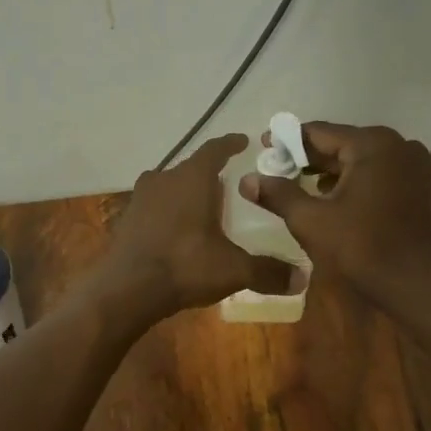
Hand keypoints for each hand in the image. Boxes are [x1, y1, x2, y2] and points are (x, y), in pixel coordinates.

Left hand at [98, 134, 293, 318]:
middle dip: (210, 174)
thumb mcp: (234, 269)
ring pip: (170, 186)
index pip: (215, 149)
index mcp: (192, 177)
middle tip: (229, 185)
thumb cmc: (185, 265)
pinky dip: (168, 212)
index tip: (243, 141)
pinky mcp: (127, 218)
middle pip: (191, 168)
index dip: (231, 144)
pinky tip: (178, 231)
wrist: (127, 289)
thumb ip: (268, 271)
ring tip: (205, 208)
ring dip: (186, 193)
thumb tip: (303, 278)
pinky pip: (154, 207)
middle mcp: (164, 178)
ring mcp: (140, 197)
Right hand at [241, 122, 430, 303]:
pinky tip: (329, 196)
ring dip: (329, 169)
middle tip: (276, 167)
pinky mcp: (418, 184)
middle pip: (341, 143)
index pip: (319, 133)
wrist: (412, 284)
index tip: (263, 147)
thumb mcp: (310, 219)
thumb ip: (278, 194)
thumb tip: (246, 180)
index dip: (287, 140)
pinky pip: (375, 172)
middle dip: (307, 157)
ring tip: (297, 182)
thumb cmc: (360, 247)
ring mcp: (412, 164)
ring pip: (358, 159)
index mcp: (371, 144)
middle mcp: (396, 144)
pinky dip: (351, 179)